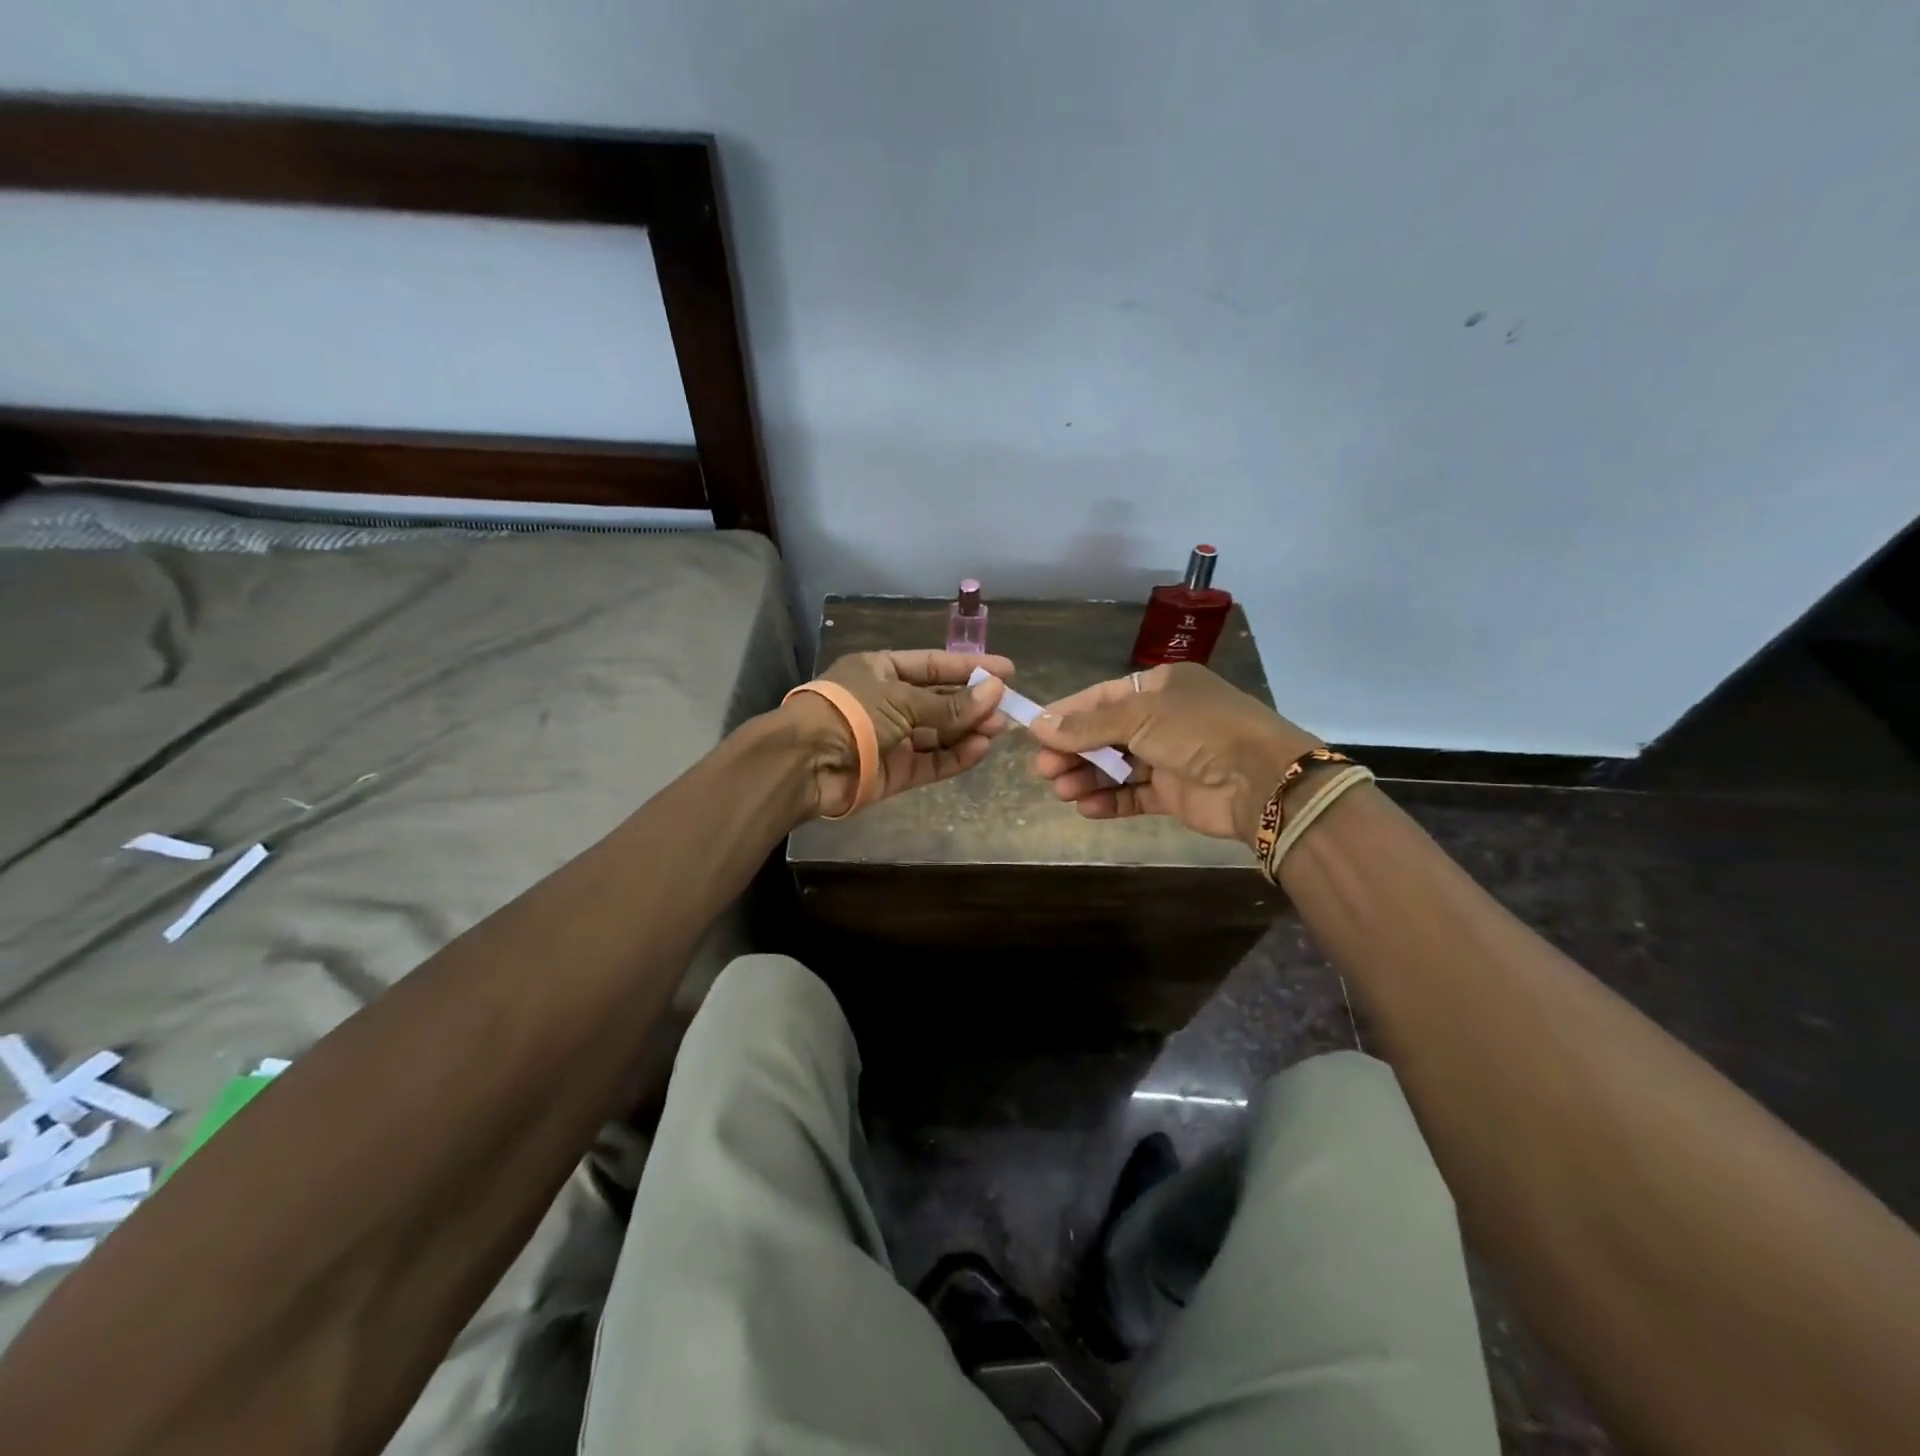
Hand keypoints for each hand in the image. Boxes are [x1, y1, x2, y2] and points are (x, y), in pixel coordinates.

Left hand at [785, 649, 1013, 816]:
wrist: (806, 763)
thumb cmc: (851, 713)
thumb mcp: (903, 699)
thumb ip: (950, 703)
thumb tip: (996, 691)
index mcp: (881, 671)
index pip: (933, 665)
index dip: (969, 667)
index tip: (1007, 670)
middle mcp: (887, 702)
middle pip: (938, 701)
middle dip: (972, 703)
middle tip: (1008, 707)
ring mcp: (892, 739)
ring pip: (938, 734)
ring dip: (967, 731)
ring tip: (997, 729)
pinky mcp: (895, 772)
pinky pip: (931, 762)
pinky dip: (955, 757)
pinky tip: (980, 749)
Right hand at [1029, 662, 1321, 845]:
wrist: (1260, 780)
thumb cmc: (1197, 731)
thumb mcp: (1138, 717)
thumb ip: (1087, 725)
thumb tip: (1037, 724)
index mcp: (1160, 688)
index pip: (1102, 698)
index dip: (1067, 715)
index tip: (1034, 732)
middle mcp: (1165, 719)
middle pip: (1106, 734)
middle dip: (1074, 751)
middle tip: (1044, 769)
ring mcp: (1170, 757)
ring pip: (1117, 767)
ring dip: (1088, 777)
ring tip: (1062, 791)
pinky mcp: (1175, 793)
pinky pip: (1134, 795)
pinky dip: (1110, 800)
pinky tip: (1086, 808)